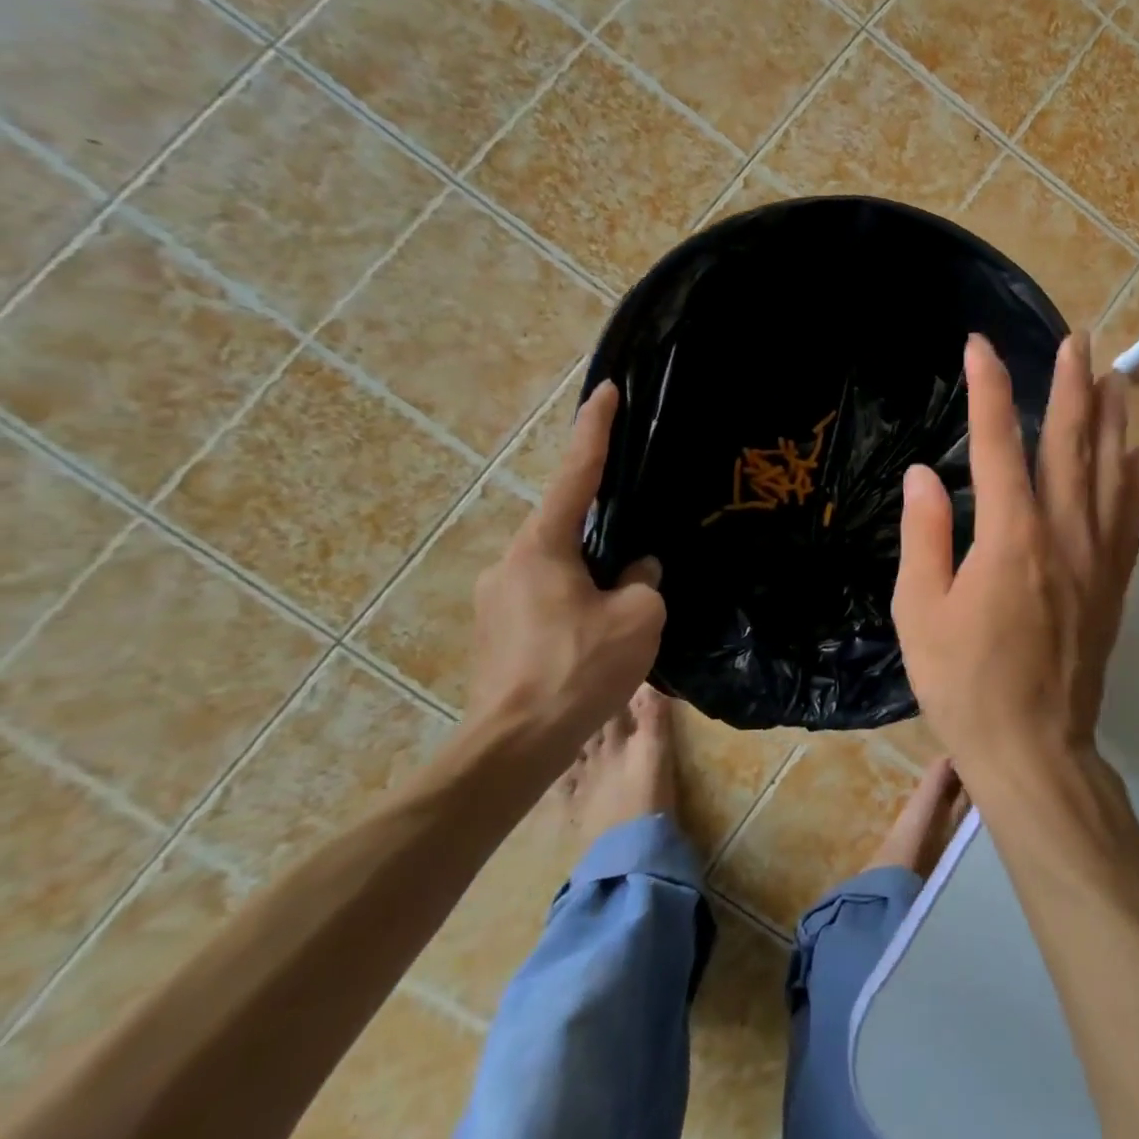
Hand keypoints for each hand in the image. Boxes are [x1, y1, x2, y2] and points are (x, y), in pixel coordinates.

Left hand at [467, 381, 665, 761]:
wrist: (515, 746)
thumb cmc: (579, 669)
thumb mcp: (638, 616)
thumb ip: (642, 581)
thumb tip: (634, 572)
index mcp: (542, 547)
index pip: (575, 473)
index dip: (594, 429)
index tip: (604, 392)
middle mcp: (510, 563)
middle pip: (566, 526)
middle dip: (602, 531)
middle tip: (636, 554)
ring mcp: (497, 600)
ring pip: (558, 568)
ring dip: (590, 575)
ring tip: (622, 608)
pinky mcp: (497, 633)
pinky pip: (546, 598)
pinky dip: (575, 602)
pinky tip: (597, 635)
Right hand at [892, 333, 1138, 783]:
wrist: (1035, 749)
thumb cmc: (965, 684)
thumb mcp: (920, 611)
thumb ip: (924, 535)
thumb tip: (923, 474)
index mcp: (1009, 537)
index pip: (997, 443)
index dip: (988, 389)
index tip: (980, 346)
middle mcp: (1062, 533)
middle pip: (1069, 442)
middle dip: (1070, 384)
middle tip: (1074, 339)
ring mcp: (1097, 556)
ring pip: (1109, 470)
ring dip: (1110, 418)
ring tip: (1114, 374)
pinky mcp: (1114, 582)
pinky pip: (1130, 515)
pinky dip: (1134, 477)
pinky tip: (1136, 453)